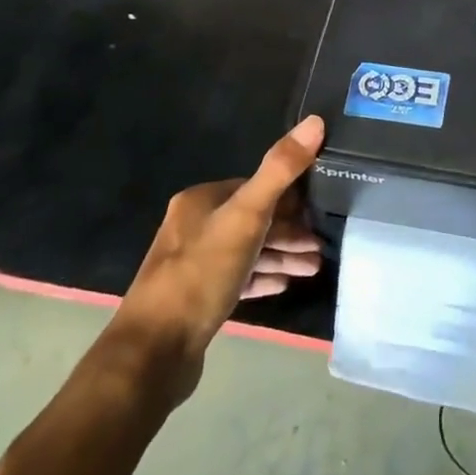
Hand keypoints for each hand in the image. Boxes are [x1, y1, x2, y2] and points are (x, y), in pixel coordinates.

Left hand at [113, 116, 324, 404]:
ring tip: (314, 267)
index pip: (254, 187)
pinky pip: (238, 278)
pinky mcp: (197, 299)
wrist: (153, 353)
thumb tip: (315, 121)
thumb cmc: (201, 274)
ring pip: (248, 250)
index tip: (320, 210)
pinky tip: (285, 284)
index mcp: (201, 201)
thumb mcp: (246, 216)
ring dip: (281, 256)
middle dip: (290, 231)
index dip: (290, 197)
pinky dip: (263, 277)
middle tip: (322, 246)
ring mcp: (193, 265)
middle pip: (253, 220)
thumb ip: (280, 170)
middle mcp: (194, 227)